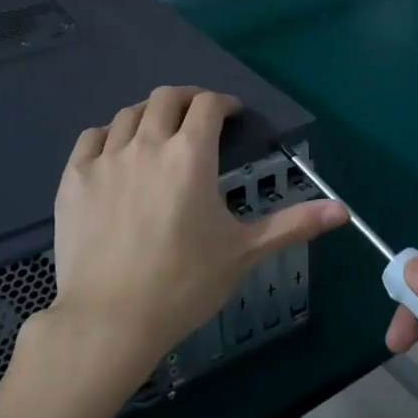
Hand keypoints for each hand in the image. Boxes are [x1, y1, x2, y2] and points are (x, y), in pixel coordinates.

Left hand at [48, 87, 347, 392]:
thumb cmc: (184, 284)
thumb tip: (344, 210)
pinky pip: (91, 137)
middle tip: (198, 119)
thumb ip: (293, 224)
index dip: (224, 103)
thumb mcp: (244, 252)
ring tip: (158, 135)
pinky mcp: (73, 178)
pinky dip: (108, 135)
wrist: (110, 319)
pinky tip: (116, 153)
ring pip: (128, 113)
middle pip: (167, 97)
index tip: (232, 116)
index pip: (208, 104)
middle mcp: (147, 143)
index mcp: (190, 155)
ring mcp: (105, 158)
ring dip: (149, 115)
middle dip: (188, 100)